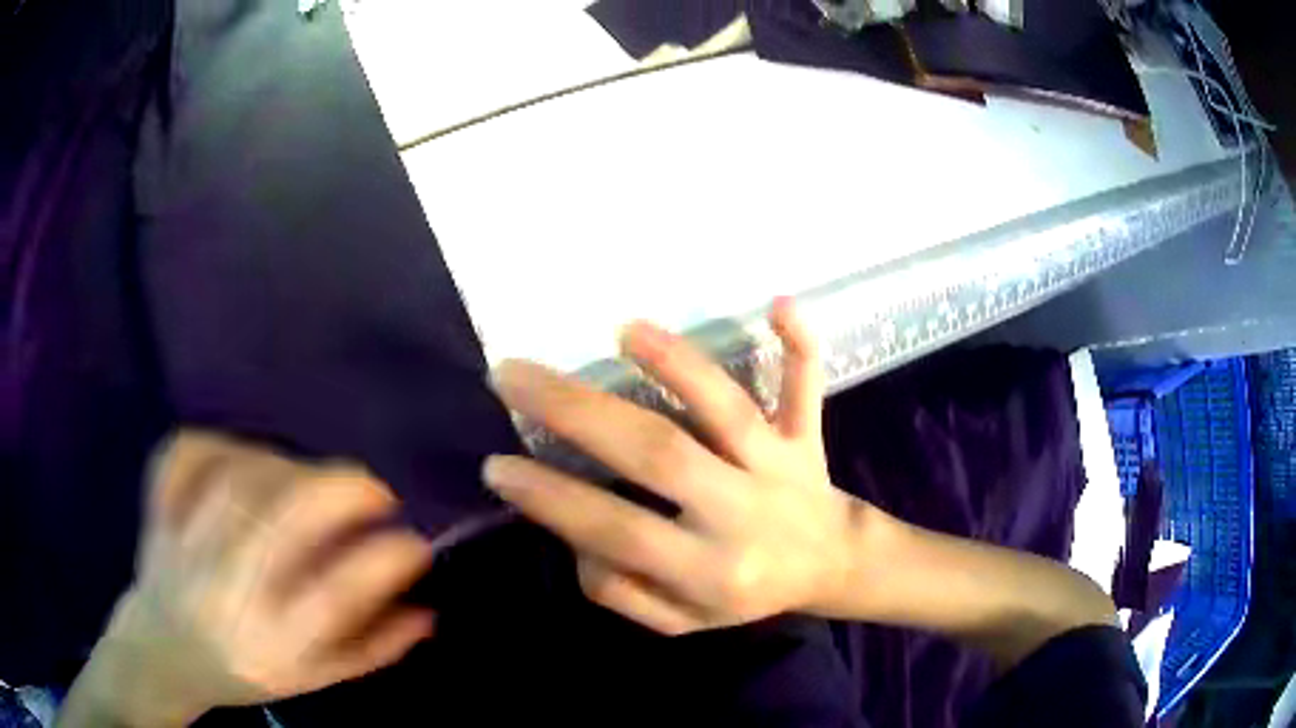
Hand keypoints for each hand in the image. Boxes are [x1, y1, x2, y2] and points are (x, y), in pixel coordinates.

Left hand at [61, 432, 434, 726]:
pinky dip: (218, 442)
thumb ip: (370, 650)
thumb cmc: (245, 671)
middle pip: (280, 521)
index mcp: (271, 642)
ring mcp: (185, 545)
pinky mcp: (158, 510)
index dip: (384, 561)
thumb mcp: (313, 680)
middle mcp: (227, 591)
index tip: (415, 544)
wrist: (164, 655)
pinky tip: (243, 456)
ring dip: (289, 467)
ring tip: (312, 480)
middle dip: (341, 491)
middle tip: (374, 491)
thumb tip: (425, 611)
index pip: (335, 597)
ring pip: (238, 479)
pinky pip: (184, 455)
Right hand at [484, 299, 873, 634]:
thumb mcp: (678, 621)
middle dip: (576, 412)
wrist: (833, 566)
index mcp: (707, 569)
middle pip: (658, 452)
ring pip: (729, 410)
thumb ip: (620, 590)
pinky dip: (799, 345)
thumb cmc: (745, 595)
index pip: (617, 529)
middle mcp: (742, 511)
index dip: (552, 499)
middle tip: (512, 375)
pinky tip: (778, 301)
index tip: (497, 466)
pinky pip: (807, 389)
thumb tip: (575, 536)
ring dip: (678, 364)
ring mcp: (779, 465)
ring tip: (621, 330)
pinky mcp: (806, 435)